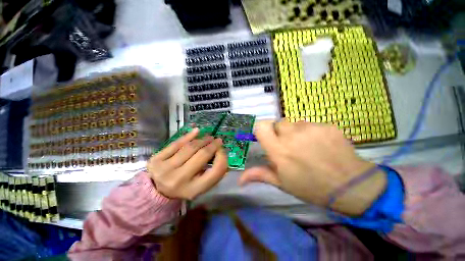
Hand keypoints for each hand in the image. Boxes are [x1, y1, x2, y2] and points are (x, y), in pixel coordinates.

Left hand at [147, 128, 227, 199]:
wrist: (157, 190)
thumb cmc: (184, 187)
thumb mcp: (201, 186)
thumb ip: (213, 172)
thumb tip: (220, 151)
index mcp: (194, 190)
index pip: (216, 170)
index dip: (223, 157)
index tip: (222, 150)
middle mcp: (179, 180)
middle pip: (202, 155)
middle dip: (213, 145)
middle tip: (218, 140)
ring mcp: (165, 169)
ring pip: (190, 147)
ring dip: (202, 140)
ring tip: (208, 137)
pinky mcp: (156, 160)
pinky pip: (176, 144)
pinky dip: (188, 136)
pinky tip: (196, 131)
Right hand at [239, 120, 386, 215]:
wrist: (351, 186)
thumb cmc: (311, 187)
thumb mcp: (282, 183)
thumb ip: (260, 175)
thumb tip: (240, 179)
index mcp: (279, 150)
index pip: (261, 126)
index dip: (262, 129)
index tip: (266, 136)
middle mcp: (292, 135)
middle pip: (278, 123)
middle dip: (280, 133)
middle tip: (289, 146)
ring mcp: (311, 128)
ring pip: (295, 123)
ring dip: (296, 132)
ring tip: (306, 146)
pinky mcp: (326, 125)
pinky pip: (311, 124)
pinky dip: (311, 132)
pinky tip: (321, 144)